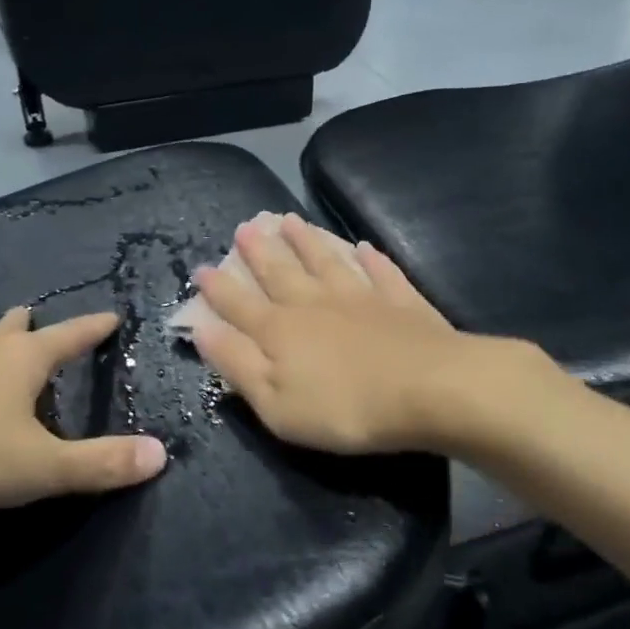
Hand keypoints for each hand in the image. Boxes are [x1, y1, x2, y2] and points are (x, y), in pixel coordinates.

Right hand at [189, 214, 490, 454]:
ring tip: (289, 220)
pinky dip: (370, 259)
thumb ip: (237, 364)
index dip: (218, 288)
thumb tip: (201, 329)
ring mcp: (360, 297)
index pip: (240, 305)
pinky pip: (380, 272)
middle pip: (280, 272)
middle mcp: (314, 304)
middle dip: (259, 251)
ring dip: (306, 241)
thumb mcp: (275, 403)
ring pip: (325, 261)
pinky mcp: (400, 302)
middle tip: (245, 227)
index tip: (201, 267)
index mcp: (280, 332)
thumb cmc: (344, 408)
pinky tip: (364, 247)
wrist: (427, 390)